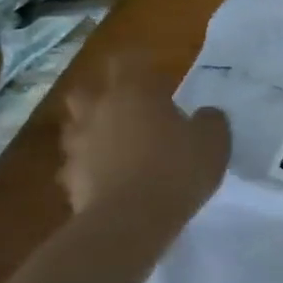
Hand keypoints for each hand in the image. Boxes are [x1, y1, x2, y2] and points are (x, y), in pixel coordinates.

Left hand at [59, 55, 230, 215]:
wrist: (129, 220)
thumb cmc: (177, 168)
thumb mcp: (214, 140)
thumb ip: (209, 120)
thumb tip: (203, 114)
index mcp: (134, 93)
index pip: (128, 61)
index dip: (140, 62)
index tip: (156, 70)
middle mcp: (99, 111)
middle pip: (88, 90)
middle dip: (103, 93)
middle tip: (128, 104)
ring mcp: (78, 145)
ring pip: (77, 126)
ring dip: (93, 128)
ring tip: (118, 141)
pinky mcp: (69, 178)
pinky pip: (78, 162)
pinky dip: (91, 164)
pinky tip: (111, 175)